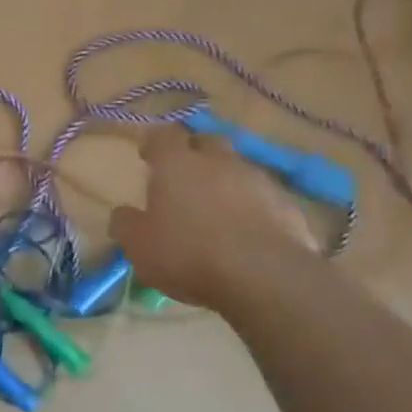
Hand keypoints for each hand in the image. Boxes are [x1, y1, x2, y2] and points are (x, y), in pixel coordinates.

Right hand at [109, 124, 318, 307]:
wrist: (264, 276)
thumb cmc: (188, 253)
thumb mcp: (139, 246)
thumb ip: (126, 225)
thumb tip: (123, 214)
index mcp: (177, 164)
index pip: (163, 136)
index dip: (155, 143)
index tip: (148, 157)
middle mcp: (218, 162)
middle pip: (207, 142)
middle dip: (196, 153)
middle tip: (185, 177)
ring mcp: (258, 181)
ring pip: (238, 170)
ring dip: (226, 182)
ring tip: (218, 211)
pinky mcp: (287, 206)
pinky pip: (264, 199)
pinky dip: (253, 209)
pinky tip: (247, 234)